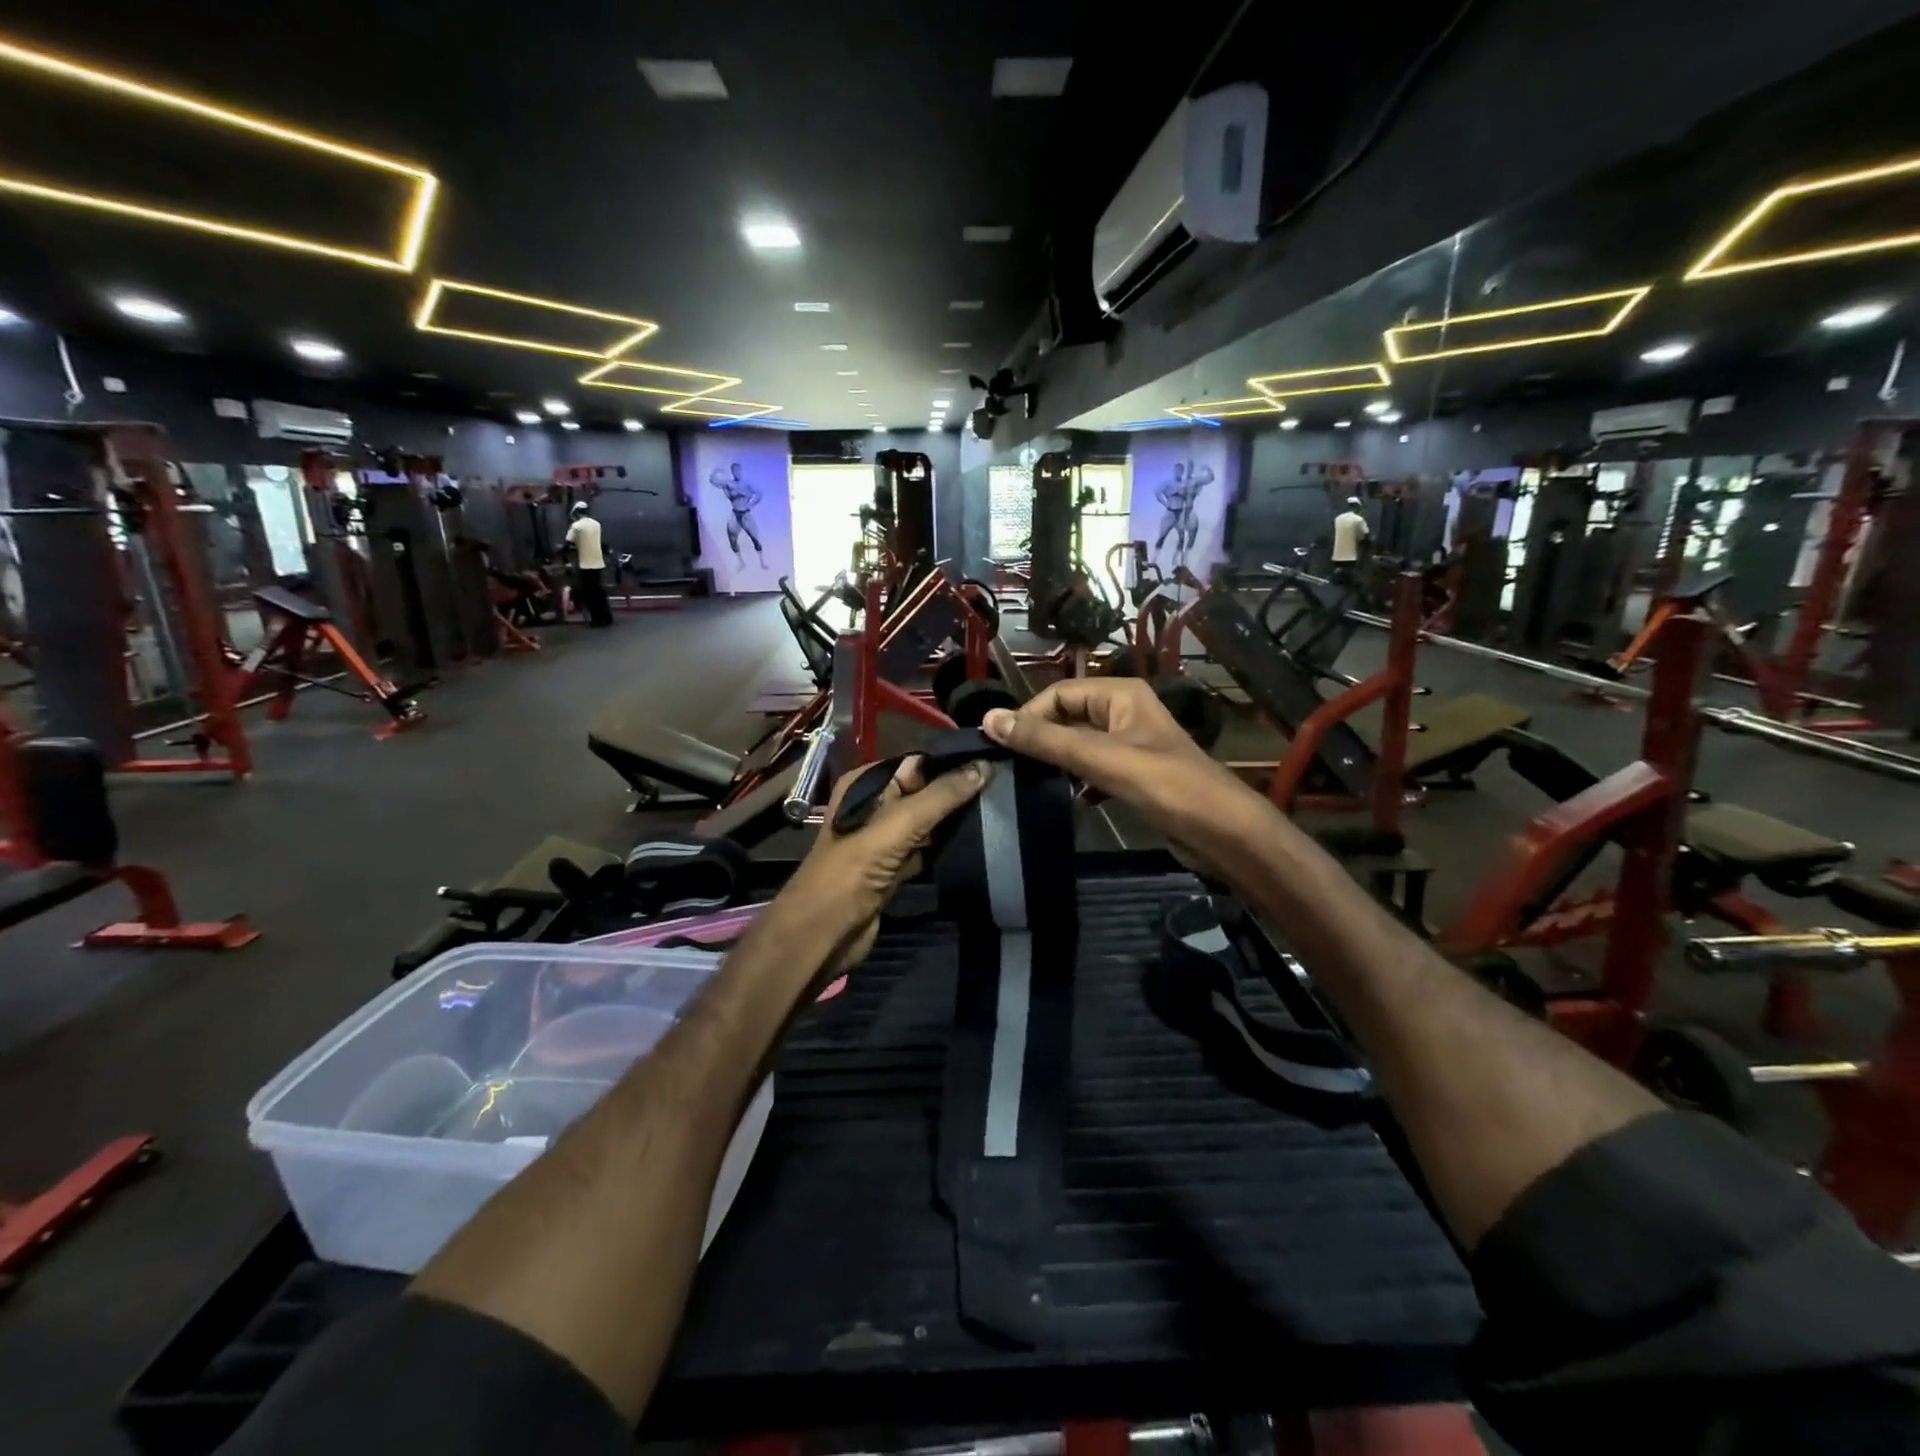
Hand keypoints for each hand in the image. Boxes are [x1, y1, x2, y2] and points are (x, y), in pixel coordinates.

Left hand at [769, 755, 990, 980]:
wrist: (824, 933)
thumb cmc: (854, 869)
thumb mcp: (899, 824)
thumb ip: (942, 796)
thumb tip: (984, 766)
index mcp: (865, 784)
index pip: (916, 763)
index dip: (951, 764)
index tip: (993, 763)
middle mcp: (873, 807)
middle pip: (924, 792)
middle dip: (957, 792)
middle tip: (1002, 789)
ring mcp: (883, 840)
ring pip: (927, 823)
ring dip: (955, 821)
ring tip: (997, 812)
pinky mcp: (893, 869)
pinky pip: (926, 849)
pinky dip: (945, 848)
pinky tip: (977, 843)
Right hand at [982, 680, 1258, 846]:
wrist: (1222, 832)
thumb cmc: (1164, 785)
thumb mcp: (1100, 758)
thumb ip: (1045, 740)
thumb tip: (989, 719)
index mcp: (1120, 695)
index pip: (1058, 693)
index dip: (1028, 715)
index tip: (1000, 746)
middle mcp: (1124, 712)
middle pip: (1068, 717)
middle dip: (1040, 739)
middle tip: (1009, 766)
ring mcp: (1131, 745)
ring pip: (1079, 745)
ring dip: (1057, 761)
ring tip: (1029, 783)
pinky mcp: (1135, 775)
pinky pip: (1094, 769)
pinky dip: (1078, 781)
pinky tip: (1068, 801)